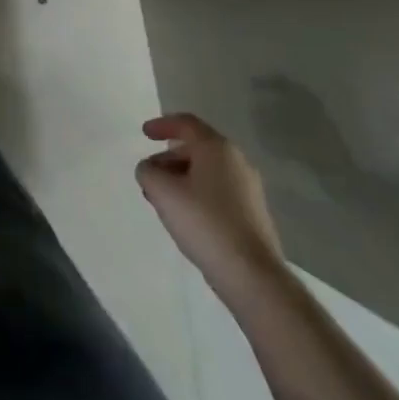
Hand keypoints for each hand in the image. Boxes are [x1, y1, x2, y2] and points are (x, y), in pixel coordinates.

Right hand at [136, 113, 284, 290]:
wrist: (253, 276)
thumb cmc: (205, 223)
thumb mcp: (162, 192)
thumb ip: (147, 171)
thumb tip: (149, 169)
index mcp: (217, 148)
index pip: (186, 123)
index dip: (162, 125)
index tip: (144, 134)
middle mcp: (237, 161)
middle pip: (196, 149)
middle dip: (168, 159)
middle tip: (150, 175)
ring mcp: (249, 189)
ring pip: (207, 172)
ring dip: (182, 179)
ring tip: (163, 200)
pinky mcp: (254, 214)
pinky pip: (219, 192)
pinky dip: (198, 195)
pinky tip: (187, 218)